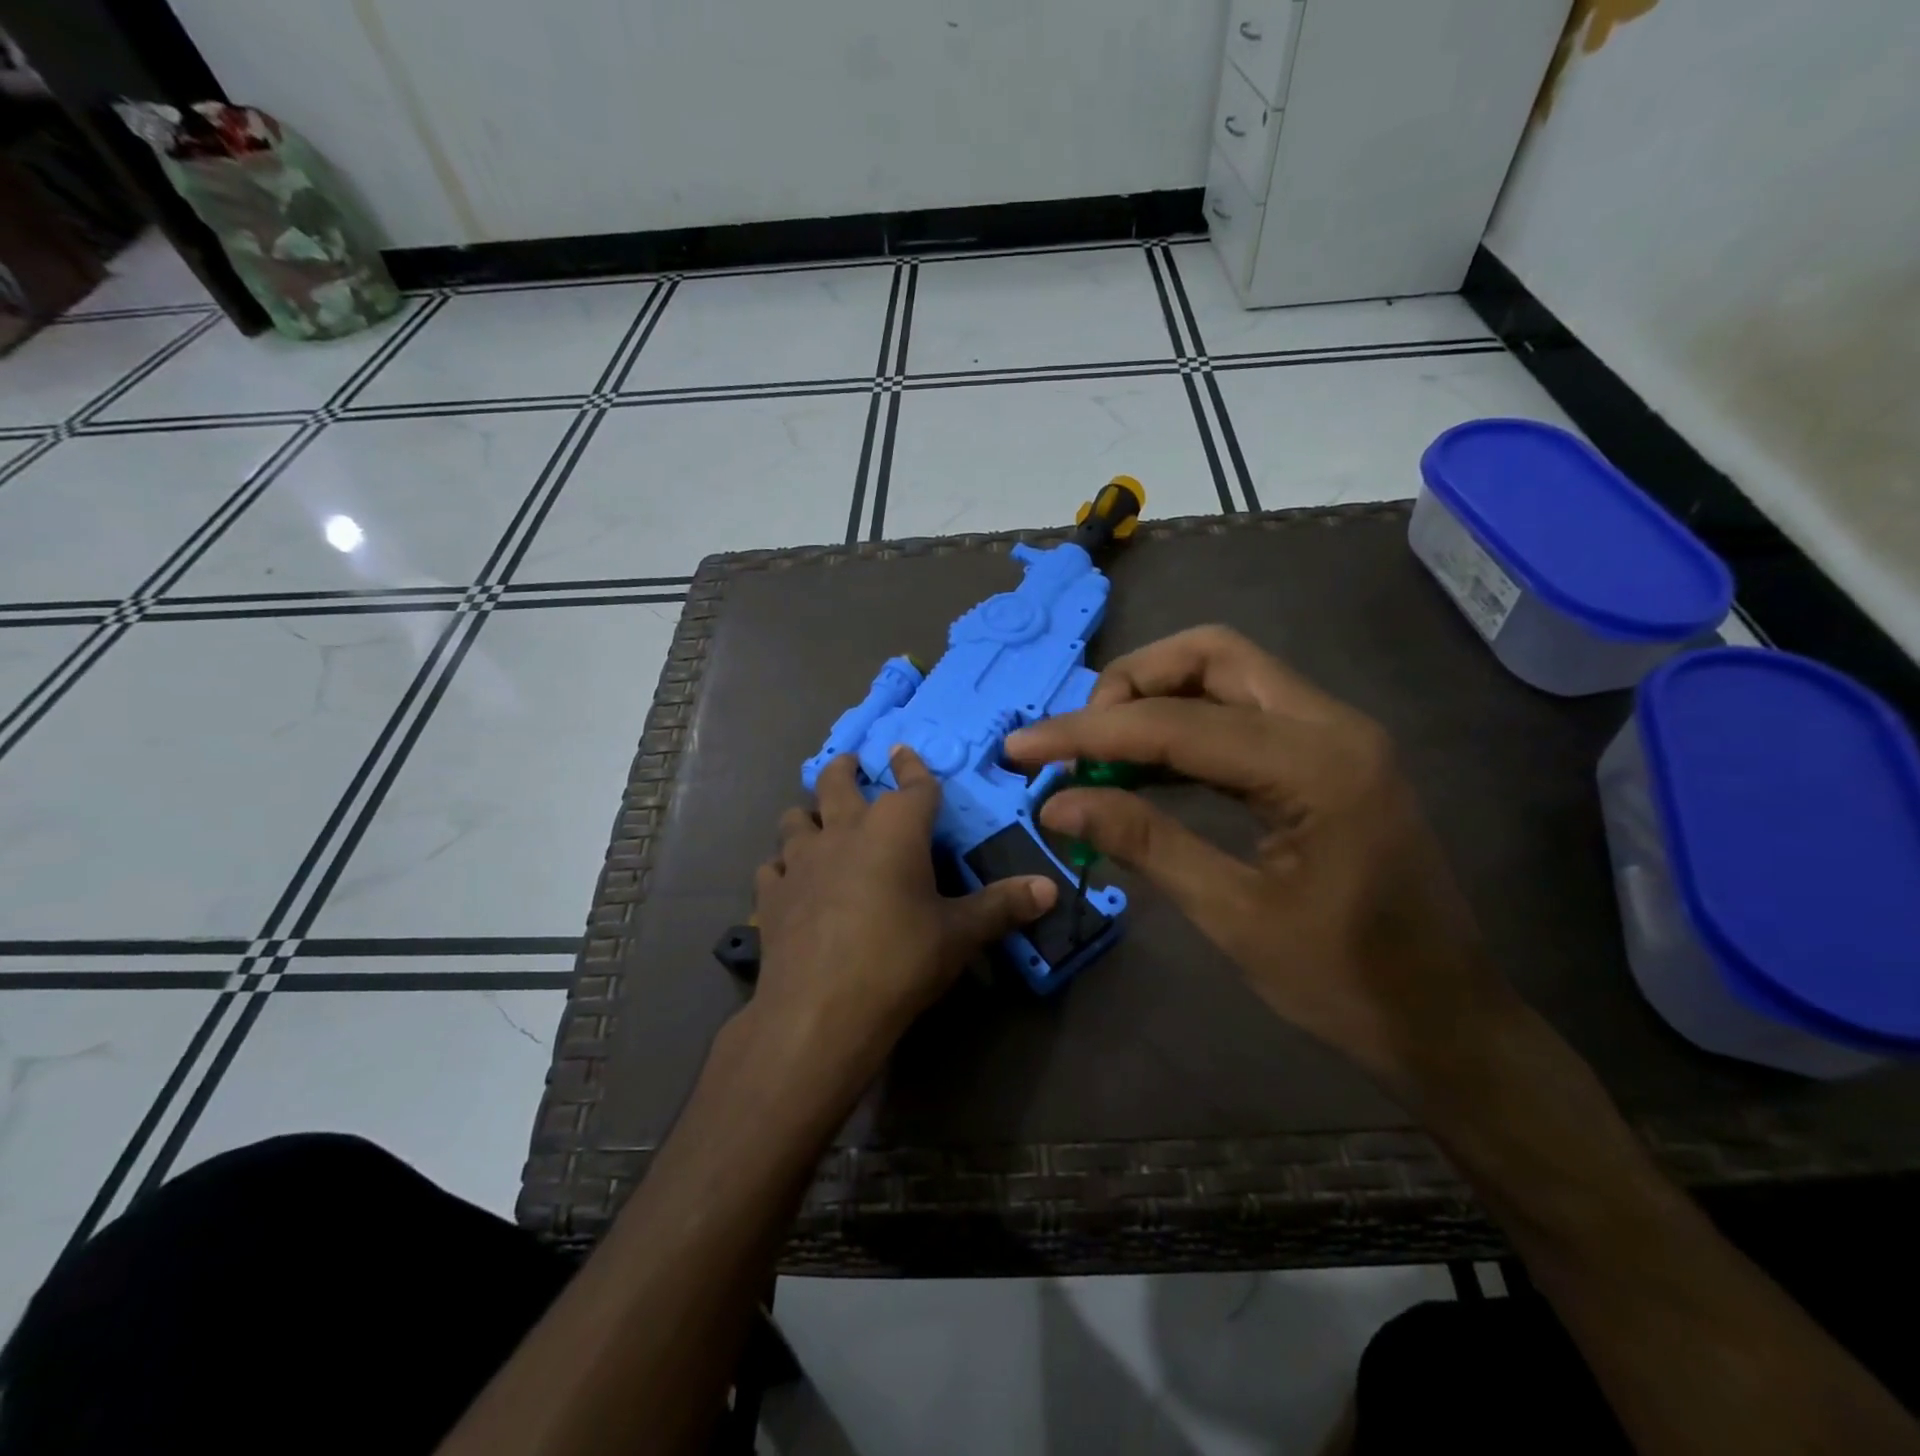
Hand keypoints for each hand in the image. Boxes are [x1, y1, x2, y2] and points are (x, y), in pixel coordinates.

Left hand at [748, 748, 1057, 1097]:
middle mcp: (844, 831)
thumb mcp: (959, 935)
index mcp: (894, 829)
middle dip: (845, 768)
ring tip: (815, 822)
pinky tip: (789, 881)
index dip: (912, 765)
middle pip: (837, 782)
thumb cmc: (899, 960)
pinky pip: (772, 867)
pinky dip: (782, 867)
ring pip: (795, 819)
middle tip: (850, 764)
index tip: (904, 750)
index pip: (911, 784)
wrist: (820, 1010)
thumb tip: (1050, 888)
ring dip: (807, 816)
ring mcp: (801, 861)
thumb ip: (1003, 906)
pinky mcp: (771, 896)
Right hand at [1004, 626, 1509, 1093]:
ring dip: (1154, 697)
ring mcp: (1333, 733)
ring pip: (1226, 673)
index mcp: (1317, 764)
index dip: (1087, 732)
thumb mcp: (1233, 917)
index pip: (1176, 722)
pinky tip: (1143, 764)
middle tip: (1078, 740)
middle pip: (1210, 656)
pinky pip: (1241, 712)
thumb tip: (1057, 803)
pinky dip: (1184, 724)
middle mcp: (1330, 724)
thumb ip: (1144, 844)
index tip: (1020, 748)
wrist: (1445, 1019)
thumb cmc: (1346, 982)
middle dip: (1130, 684)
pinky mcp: (1326, 754)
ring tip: (1096, 749)